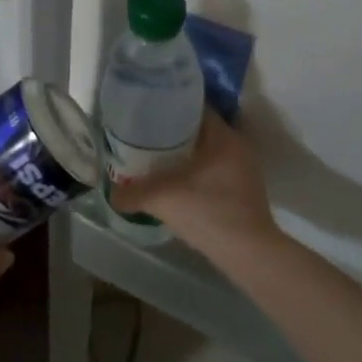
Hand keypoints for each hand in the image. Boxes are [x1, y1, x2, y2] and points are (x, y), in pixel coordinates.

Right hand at [109, 114, 280, 257]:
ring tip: (157, 158)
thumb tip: (112, 194)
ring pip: (208, 152)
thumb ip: (133, 193)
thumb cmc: (208, 212)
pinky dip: (196, 172)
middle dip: (174, 132)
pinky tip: (176, 183)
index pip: (197, 108)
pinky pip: (215, 170)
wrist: (248, 254)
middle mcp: (238, 148)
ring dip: (186, 154)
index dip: (171, 106)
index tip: (148, 111)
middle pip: (201, 130)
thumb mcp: (162, 199)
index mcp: (224, 137)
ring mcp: (244, 171)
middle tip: (147, 135)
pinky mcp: (244, 192)